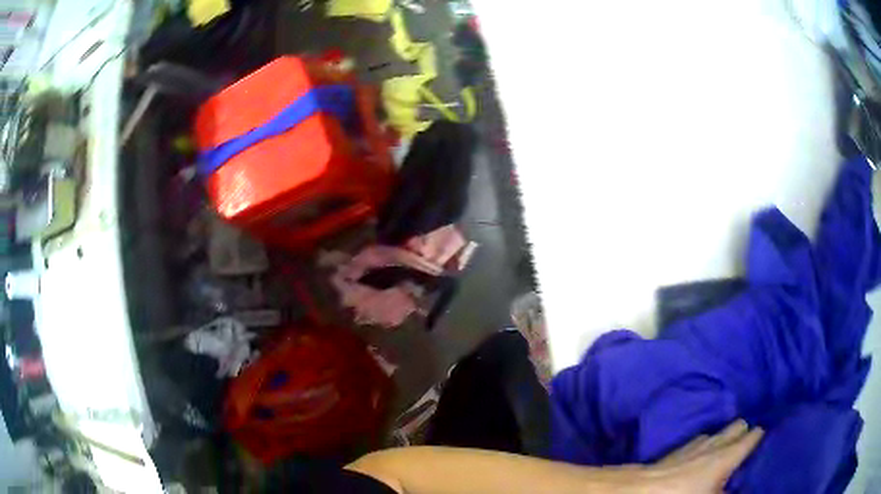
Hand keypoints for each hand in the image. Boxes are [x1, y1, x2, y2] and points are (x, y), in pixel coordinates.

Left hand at [635, 420, 763, 492]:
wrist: (643, 490)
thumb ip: (728, 493)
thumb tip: (735, 489)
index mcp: (728, 455)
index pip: (752, 436)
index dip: (760, 435)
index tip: (767, 436)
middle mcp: (716, 443)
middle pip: (738, 425)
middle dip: (745, 431)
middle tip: (748, 443)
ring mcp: (696, 444)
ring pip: (719, 431)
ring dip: (725, 437)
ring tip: (729, 447)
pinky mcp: (679, 449)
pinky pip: (701, 439)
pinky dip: (708, 443)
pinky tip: (705, 451)